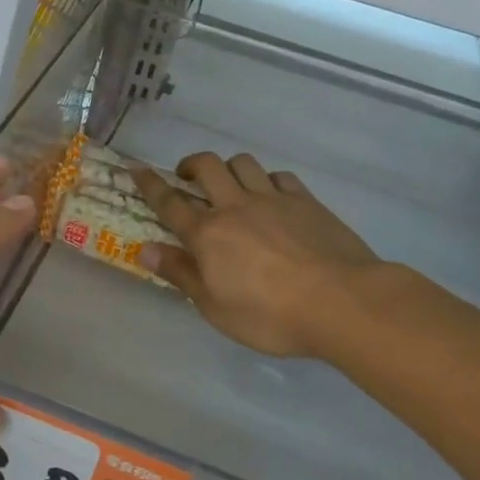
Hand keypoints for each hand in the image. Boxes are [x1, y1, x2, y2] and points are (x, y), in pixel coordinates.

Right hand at [131, 152, 383, 360]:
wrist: (343, 302)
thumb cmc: (270, 315)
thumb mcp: (215, 307)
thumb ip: (180, 274)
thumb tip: (144, 250)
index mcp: (208, 234)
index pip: (169, 202)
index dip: (149, 183)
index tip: (135, 167)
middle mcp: (235, 207)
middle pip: (207, 167)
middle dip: (191, 164)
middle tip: (187, 176)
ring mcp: (273, 200)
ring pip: (243, 163)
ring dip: (229, 168)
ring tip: (230, 184)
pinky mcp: (306, 201)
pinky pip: (279, 177)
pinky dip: (267, 180)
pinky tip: (271, 196)